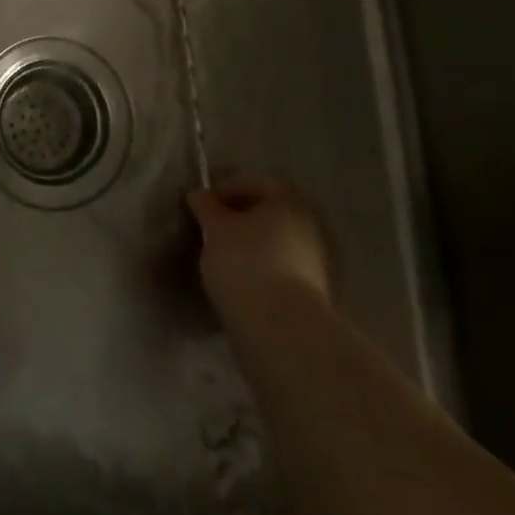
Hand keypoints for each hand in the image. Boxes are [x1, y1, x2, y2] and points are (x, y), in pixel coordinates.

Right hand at [190, 173, 333, 334]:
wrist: (283, 333)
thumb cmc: (246, 264)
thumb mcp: (215, 229)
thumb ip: (206, 207)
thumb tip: (199, 196)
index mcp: (288, 201)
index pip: (259, 181)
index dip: (230, 186)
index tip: (206, 203)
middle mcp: (308, 227)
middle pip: (269, 213)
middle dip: (240, 218)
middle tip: (212, 229)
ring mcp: (314, 264)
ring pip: (275, 243)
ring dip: (250, 246)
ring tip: (221, 258)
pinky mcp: (311, 296)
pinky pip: (280, 270)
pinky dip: (260, 270)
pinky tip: (238, 282)